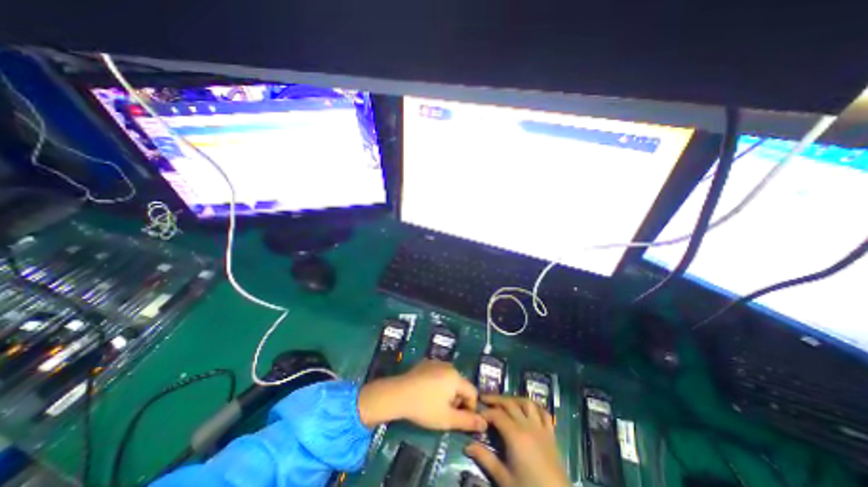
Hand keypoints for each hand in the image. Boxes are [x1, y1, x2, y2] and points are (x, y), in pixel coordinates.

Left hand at [355, 359, 484, 431]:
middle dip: (457, 400)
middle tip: (445, 413)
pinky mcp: (425, 363)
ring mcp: (436, 362)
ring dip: (447, 392)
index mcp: (456, 377)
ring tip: (434, 404)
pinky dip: (437, 384)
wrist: (398, 394)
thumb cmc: (425, 407)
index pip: (473, 392)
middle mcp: (448, 366)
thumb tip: (485, 423)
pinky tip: (426, 393)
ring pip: (449, 379)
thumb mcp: (447, 418)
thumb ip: (468, 421)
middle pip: (461, 385)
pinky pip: (438, 374)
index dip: (470, 408)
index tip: (459, 419)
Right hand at [469, 396, 571, 486]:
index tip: (475, 412)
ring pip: (526, 403)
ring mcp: (541, 428)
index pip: (496, 414)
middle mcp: (527, 425)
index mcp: (515, 435)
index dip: (485, 411)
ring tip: (504, 402)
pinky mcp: (551, 434)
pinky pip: (544, 413)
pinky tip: (527, 409)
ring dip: (513, 399)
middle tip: (483, 398)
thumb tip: (467, 446)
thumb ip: (486, 459)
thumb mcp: (504, 478)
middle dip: (495, 399)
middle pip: (509, 403)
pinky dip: (534, 407)